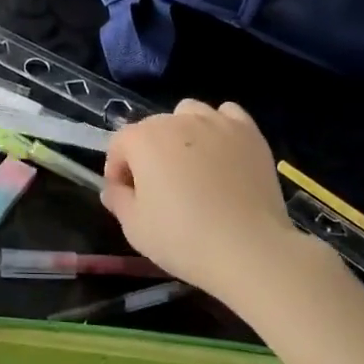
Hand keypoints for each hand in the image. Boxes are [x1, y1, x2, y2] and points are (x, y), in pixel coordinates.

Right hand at [101, 100, 303, 309]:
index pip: (119, 144)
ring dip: (182, 133)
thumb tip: (114, 188)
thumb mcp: (134, 227)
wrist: (249, 249)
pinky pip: (228, 115)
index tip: (126, 196)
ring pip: (189, 113)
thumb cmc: (183, 239)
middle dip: (148, 153)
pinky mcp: (249, 133)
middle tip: (159, 188)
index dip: (118, 171)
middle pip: (152, 128)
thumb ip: (117, 200)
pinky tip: (222, 152)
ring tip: (191, 164)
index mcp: (144, 139)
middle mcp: (177, 121)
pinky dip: (220, 127)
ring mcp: (216, 123)